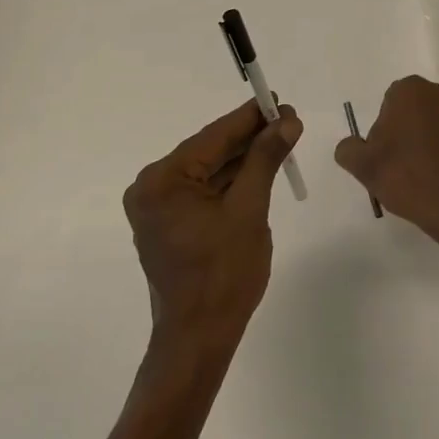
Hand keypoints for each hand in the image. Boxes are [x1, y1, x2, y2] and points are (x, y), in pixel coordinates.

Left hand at [123, 99, 302, 350]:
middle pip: (209, 152)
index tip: (278, 99)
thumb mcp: (250, 210)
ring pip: (207, 171)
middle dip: (249, 138)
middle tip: (287, 120)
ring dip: (242, 159)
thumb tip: (287, 120)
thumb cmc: (224, 275)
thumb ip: (265, 159)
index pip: (214, 137)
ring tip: (280, 141)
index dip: (250, 117)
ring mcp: (157, 208)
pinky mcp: (167, 224)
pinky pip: (202, 192)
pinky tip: (258, 169)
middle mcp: (151, 188)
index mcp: (163, 181)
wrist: (198, 339)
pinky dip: (230, 182)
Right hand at [333, 76, 438, 255]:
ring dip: (433, 141)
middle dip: (410, 131)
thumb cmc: (409, 179)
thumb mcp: (364, 167)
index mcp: (412, 91)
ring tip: (427, 177)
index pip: (390, 103)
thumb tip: (351, 146)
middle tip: (403, 166)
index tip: (386, 155)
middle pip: (418, 110)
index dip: (385, 129)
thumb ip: (349, 149)